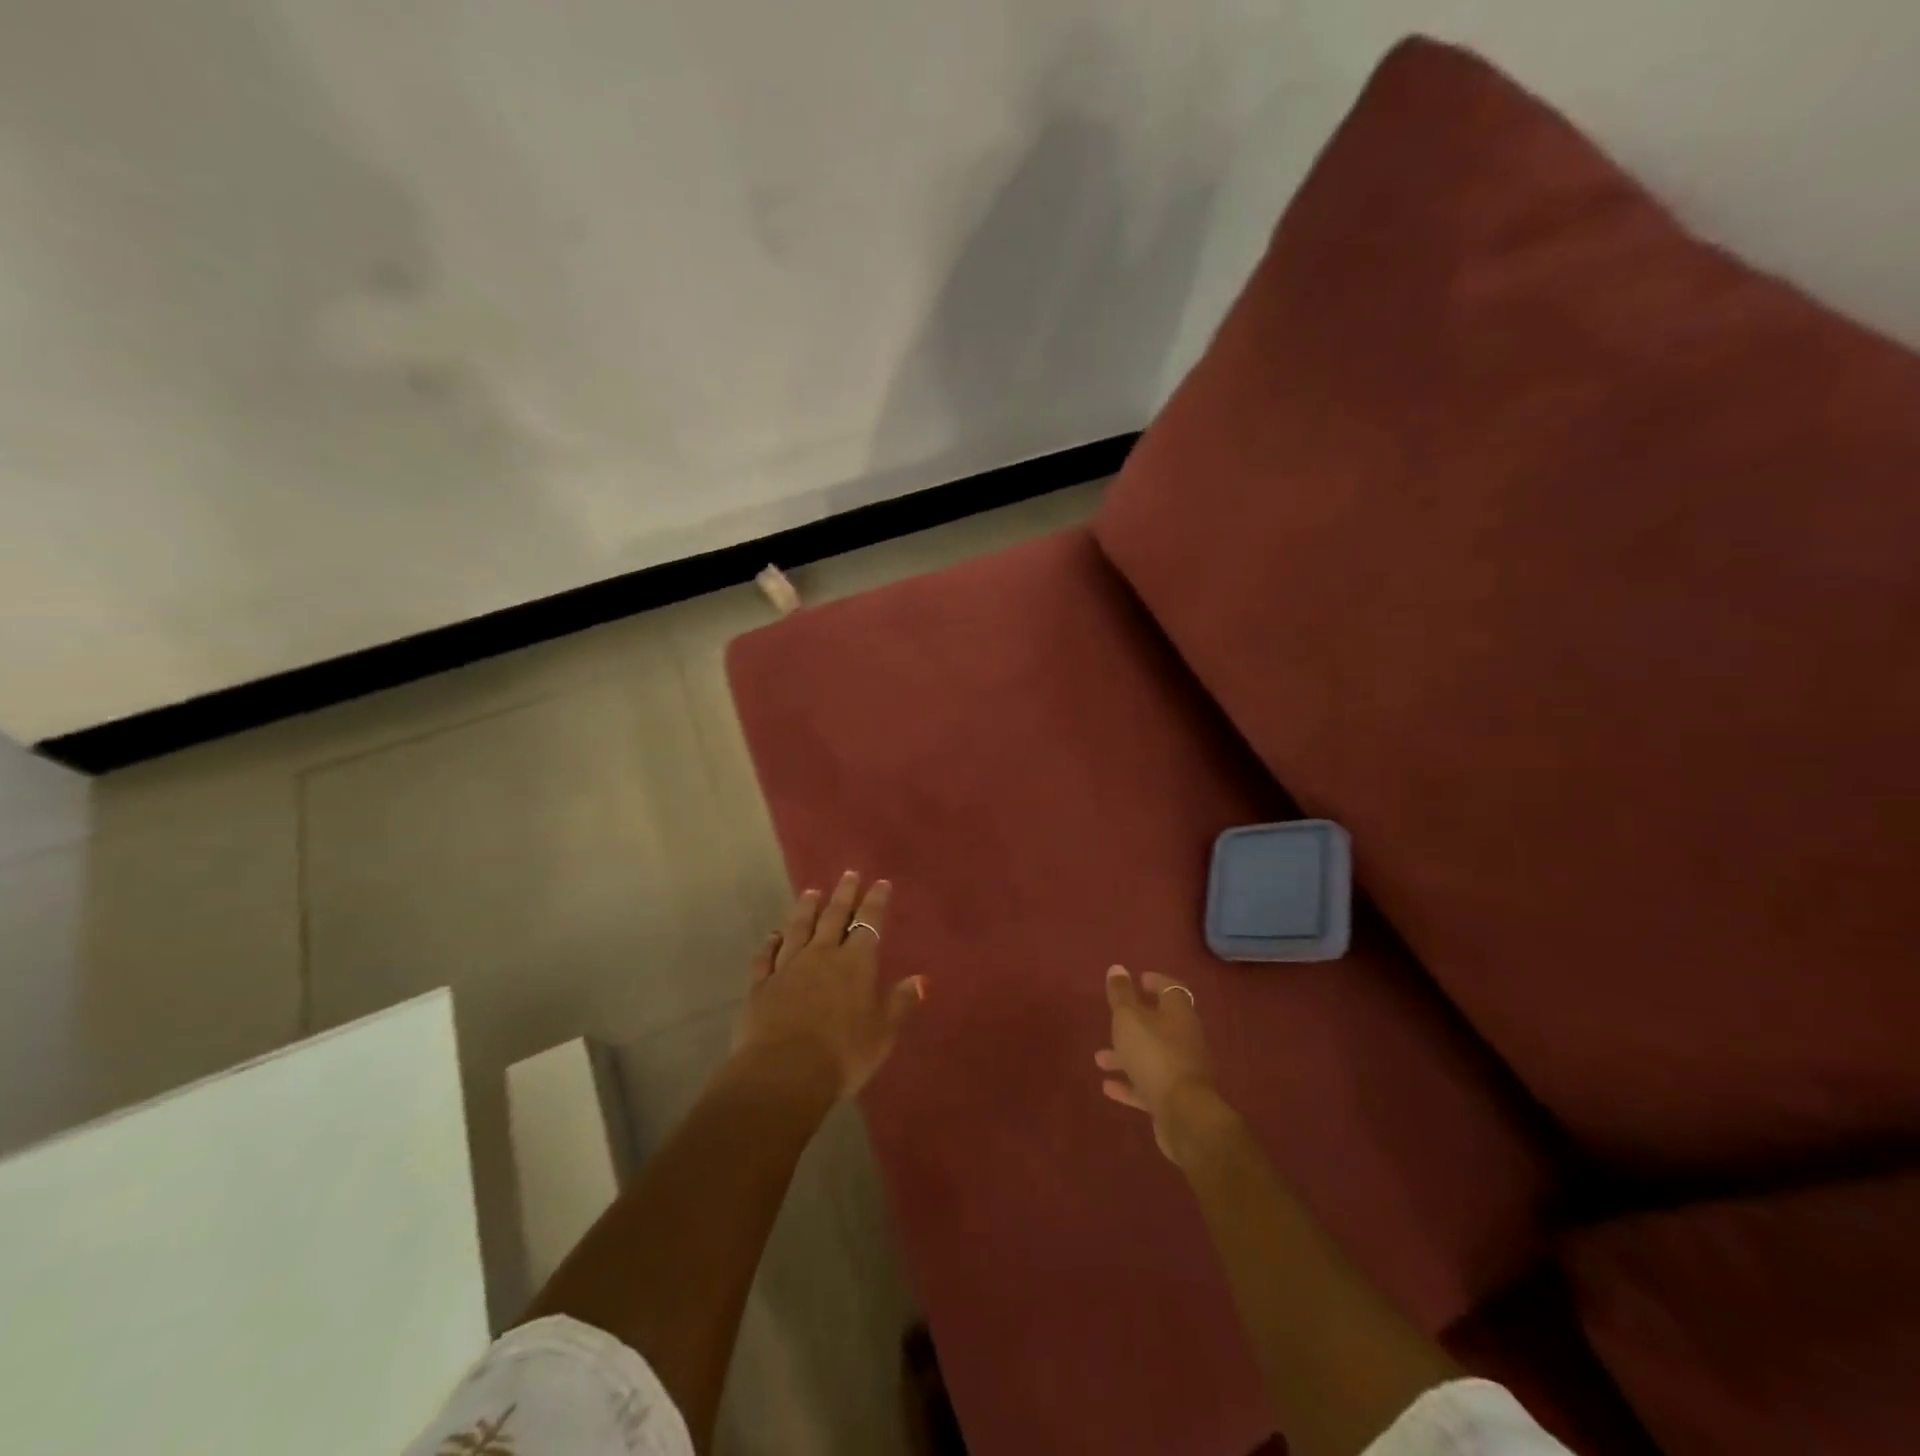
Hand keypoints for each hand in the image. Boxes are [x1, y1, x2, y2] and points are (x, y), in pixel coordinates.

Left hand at [737, 872, 925, 1100]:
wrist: (783, 1073)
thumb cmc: (843, 1054)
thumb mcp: (882, 1033)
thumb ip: (899, 1003)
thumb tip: (920, 979)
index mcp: (855, 964)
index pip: (869, 923)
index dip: (875, 901)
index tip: (880, 882)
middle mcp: (821, 955)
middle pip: (833, 917)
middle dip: (844, 894)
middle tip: (848, 873)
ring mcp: (787, 968)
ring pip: (798, 928)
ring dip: (806, 908)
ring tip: (811, 892)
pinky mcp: (761, 985)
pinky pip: (766, 956)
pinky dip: (771, 943)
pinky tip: (773, 935)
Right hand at [1096, 965, 1224, 1163]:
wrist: (1184, 1116)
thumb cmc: (1154, 1055)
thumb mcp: (1129, 1019)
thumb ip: (1121, 994)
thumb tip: (1117, 967)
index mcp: (1179, 1014)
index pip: (1171, 989)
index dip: (1156, 982)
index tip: (1139, 979)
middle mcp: (1185, 1039)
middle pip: (1160, 1024)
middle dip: (1134, 1022)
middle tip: (1113, 1020)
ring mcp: (1182, 1070)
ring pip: (1151, 1056)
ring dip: (1126, 1056)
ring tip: (1100, 1058)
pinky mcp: (1175, 1099)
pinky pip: (1149, 1085)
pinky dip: (1129, 1084)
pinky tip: (1108, 1086)